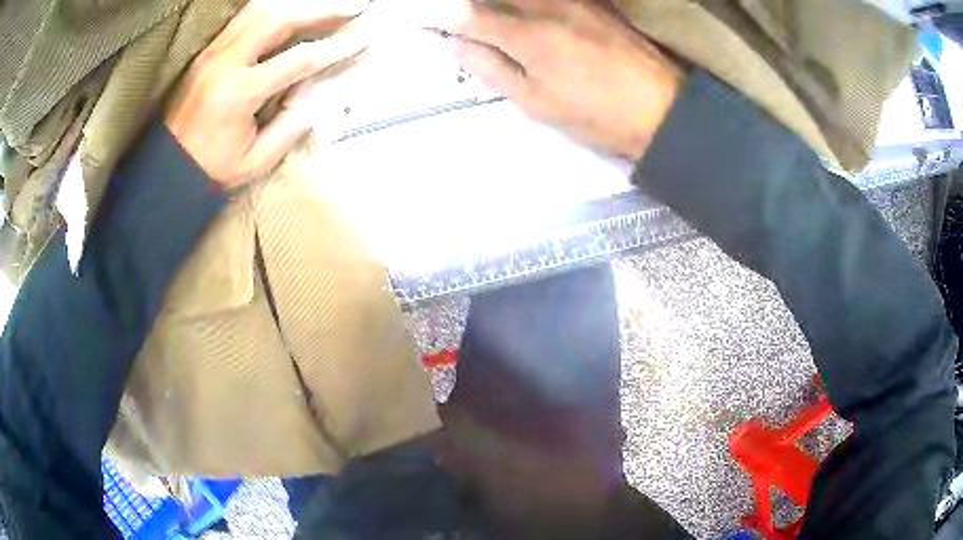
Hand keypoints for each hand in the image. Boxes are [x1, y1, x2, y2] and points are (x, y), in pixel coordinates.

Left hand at [165, 0, 368, 188]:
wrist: (165, 169)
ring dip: (296, 3)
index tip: (362, 40)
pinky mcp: (208, 52)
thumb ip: (289, 128)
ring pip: (259, 9)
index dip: (334, 49)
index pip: (298, 60)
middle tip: (352, 6)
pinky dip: (271, 7)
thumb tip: (316, 95)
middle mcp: (225, 62)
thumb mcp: (255, 162)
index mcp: (239, 92)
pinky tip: (290, 9)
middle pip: (278, 18)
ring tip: (325, 4)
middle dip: (320, 9)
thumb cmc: (210, 170)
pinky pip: (244, 17)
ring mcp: (214, 52)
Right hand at [407, 0, 683, 159]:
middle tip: (450, 10)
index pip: (468, 15)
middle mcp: (548, 7)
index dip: (436, 12)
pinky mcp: (595, 1)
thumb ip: (493, 70)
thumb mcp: (538, 104)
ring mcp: (575, 0)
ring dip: (497, 1)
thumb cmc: (598, 115)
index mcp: (529, 37)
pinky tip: (523, 10)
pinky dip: (530, 0)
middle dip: (468, 3)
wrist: (663, 109)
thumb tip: (457, 45)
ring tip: (483, 13)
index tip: (412, 11)